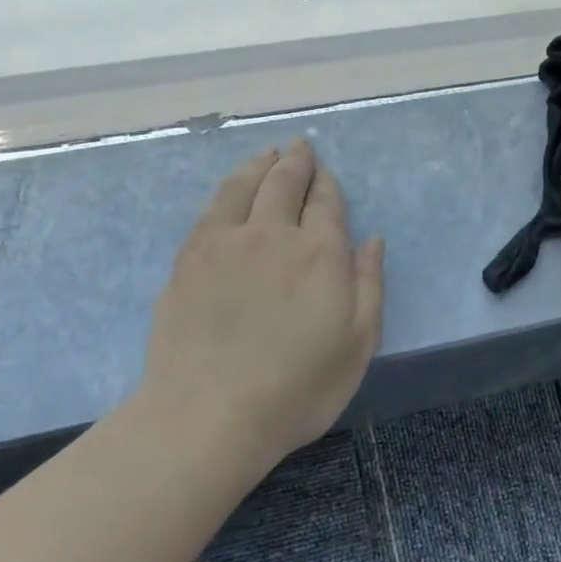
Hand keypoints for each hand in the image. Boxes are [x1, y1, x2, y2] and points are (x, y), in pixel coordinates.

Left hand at [133, 140, 384, 471]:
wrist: (209, 414)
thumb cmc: (298, 387)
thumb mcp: (358, 344)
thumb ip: (368, 285)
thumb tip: (372, 240)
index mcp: (320, 253)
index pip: (325, 202)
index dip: (327, 184)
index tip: (326, 173)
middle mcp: (272, 235)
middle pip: (284, 183)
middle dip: (296, 162)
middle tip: (300, 146)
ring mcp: (224, 244)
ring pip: (242, 187)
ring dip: (258, 165)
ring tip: (266, 154)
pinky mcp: (188, 261)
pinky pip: (210, 210)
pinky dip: (225, 190)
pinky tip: (228, 192)